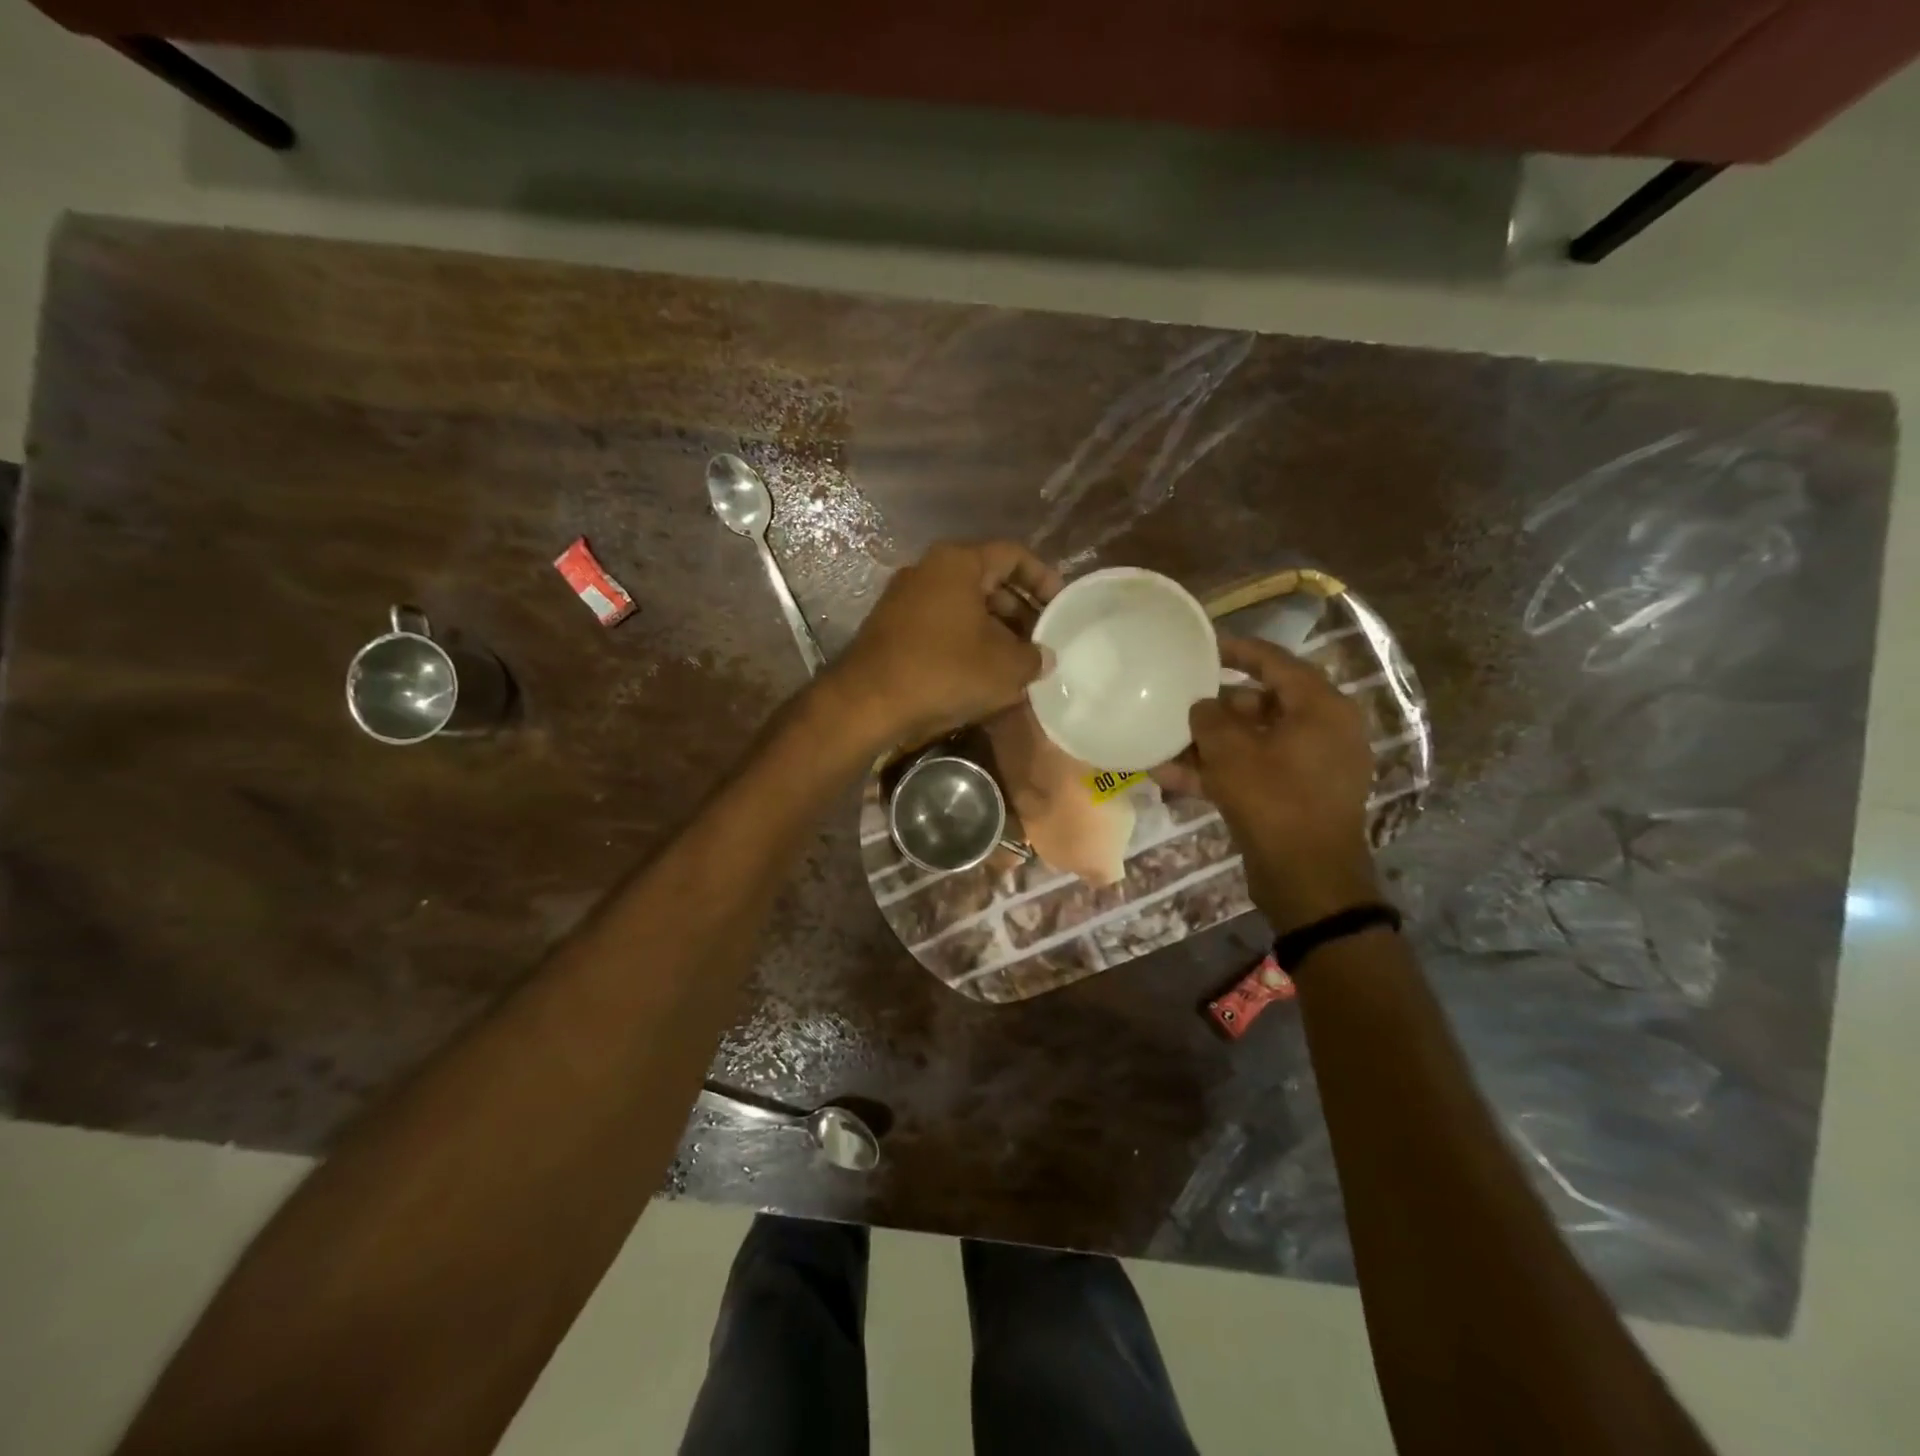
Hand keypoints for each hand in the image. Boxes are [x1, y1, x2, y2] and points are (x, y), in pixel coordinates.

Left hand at [826, 541, 1062, 749]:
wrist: (868, 702)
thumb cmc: (944, 671)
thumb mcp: (1005, 668)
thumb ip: (1034, 657)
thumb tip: (1044, 656)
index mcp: (959, 562)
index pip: (1013, 555)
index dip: (1043, 579)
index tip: (1061, 606)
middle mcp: (929, 570)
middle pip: (987, 581)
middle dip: (1019, 610)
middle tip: (1042, 639)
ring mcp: (905, 597)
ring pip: (963, 606)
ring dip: (994, 629)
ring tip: (1017, 661)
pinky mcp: (892, 627)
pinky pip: (941, 625)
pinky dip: (966, 641)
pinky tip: (982, 672)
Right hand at [1188, 636, 1381, 934]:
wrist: (1308, 880)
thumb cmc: (1275, 801)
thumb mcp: (1232, 753)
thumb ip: (1210, 719)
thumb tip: (1201, 705)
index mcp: (1320, 708)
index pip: (1276, 662)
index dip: (1237, 650)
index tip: (1202, 646)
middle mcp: (1321, 730)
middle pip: (1259, 704)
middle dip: (1213, 708)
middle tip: (1176, 702)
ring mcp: (1308, 766)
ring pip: (1250, 742)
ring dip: (1207, 745)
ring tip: (1162, 744)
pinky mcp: (1293, 796)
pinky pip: (1251, 771)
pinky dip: (1217, 772)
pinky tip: (1169, 778)